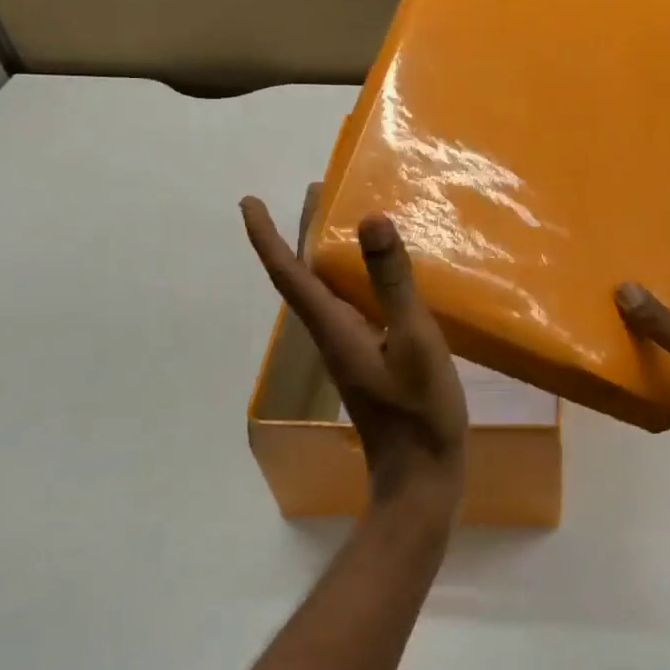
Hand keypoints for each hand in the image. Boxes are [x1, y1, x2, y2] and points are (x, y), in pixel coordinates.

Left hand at [242, 188, 467, 519]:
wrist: (421, 478)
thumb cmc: (419, 412)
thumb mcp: (414, 340)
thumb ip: (392, 283)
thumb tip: (370, 220)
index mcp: (333, 327)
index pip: (288, 273)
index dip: (266, 236)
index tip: (248, 201)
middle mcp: (332, 335)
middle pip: (303, 275)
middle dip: (301, 232)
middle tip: (316, 191)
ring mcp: (349, 350)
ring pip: (326, 290)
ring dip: (325, 252)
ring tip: (343, 219)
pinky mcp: (368, 360)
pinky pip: (350, 305)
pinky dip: (353, 277)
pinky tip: (379, 276)